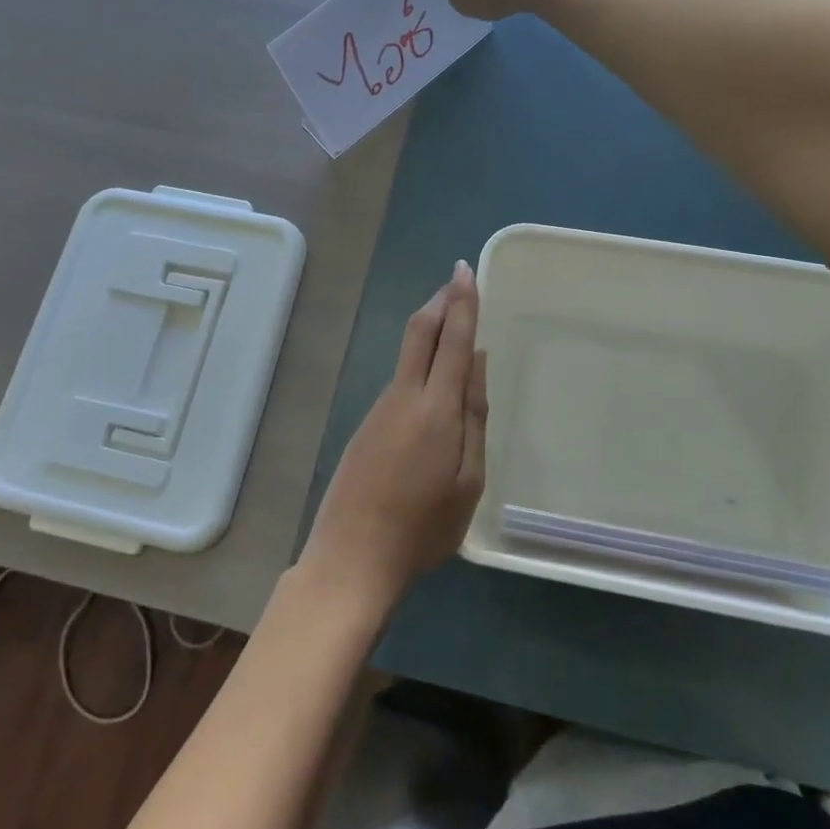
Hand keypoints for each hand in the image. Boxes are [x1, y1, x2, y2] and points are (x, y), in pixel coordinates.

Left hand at [300, 261, 488, 608]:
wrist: (352, 557)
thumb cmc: (423, 527)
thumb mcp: (468, 480)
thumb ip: (475, 416)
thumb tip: (477, 361)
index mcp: (437, 408)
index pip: (452, 340)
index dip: (462, 302)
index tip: (465, 271)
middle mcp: (404, 396)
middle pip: (421, 332)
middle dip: (441, 301)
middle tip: (457, 280)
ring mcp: (381, 408)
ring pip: (409, 352)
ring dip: (431, 327)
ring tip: (453, 318)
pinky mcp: (368, 423)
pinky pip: (401, 377)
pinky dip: (420, 357)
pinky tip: (433, 373)